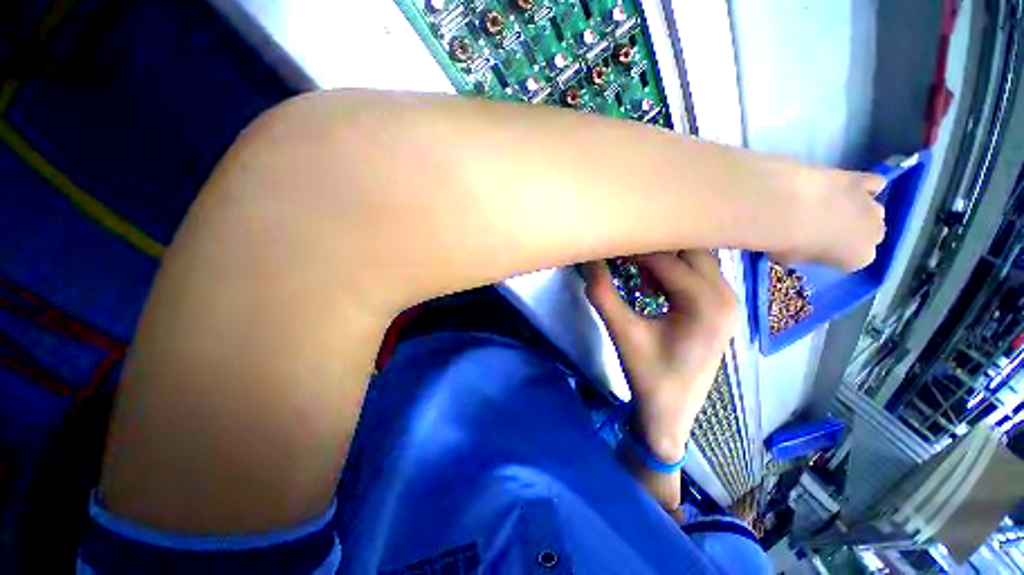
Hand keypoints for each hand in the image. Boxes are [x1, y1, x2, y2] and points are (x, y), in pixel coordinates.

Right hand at [585, 251, 737, 461]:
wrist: (671, 412)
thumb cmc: (648, 375)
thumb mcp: (622, 333)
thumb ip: (602, 293)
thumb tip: (587, 260)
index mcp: (706, 303)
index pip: (665, 260)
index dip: (632, 248)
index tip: (609, 242)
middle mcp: (726, 296)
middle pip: (688, 250)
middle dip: (652, 247)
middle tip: (620, 248)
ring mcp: (728, 301)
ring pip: (695, 259)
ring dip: (663, 257)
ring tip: (630, 262)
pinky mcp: (720, 309)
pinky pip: (697, 274)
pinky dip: (671, 271)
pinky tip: (648, 282)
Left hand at [776, 168, 886, 270]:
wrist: (784, 208)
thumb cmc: (784, 242)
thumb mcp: (790, 260)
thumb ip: (805, 256)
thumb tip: (800, 250)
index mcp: (858, 259)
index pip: (853, 259)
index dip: (835, 253)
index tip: (818, 248)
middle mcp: (873, 235)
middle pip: (867, 235)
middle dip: (850, 232)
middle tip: (822, 228)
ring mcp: (872, 206)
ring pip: (872, 211)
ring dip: (856, 210)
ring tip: (829, 206)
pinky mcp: (864, 180)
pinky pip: (874, 184)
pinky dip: (864, 185)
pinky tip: (847, 186)